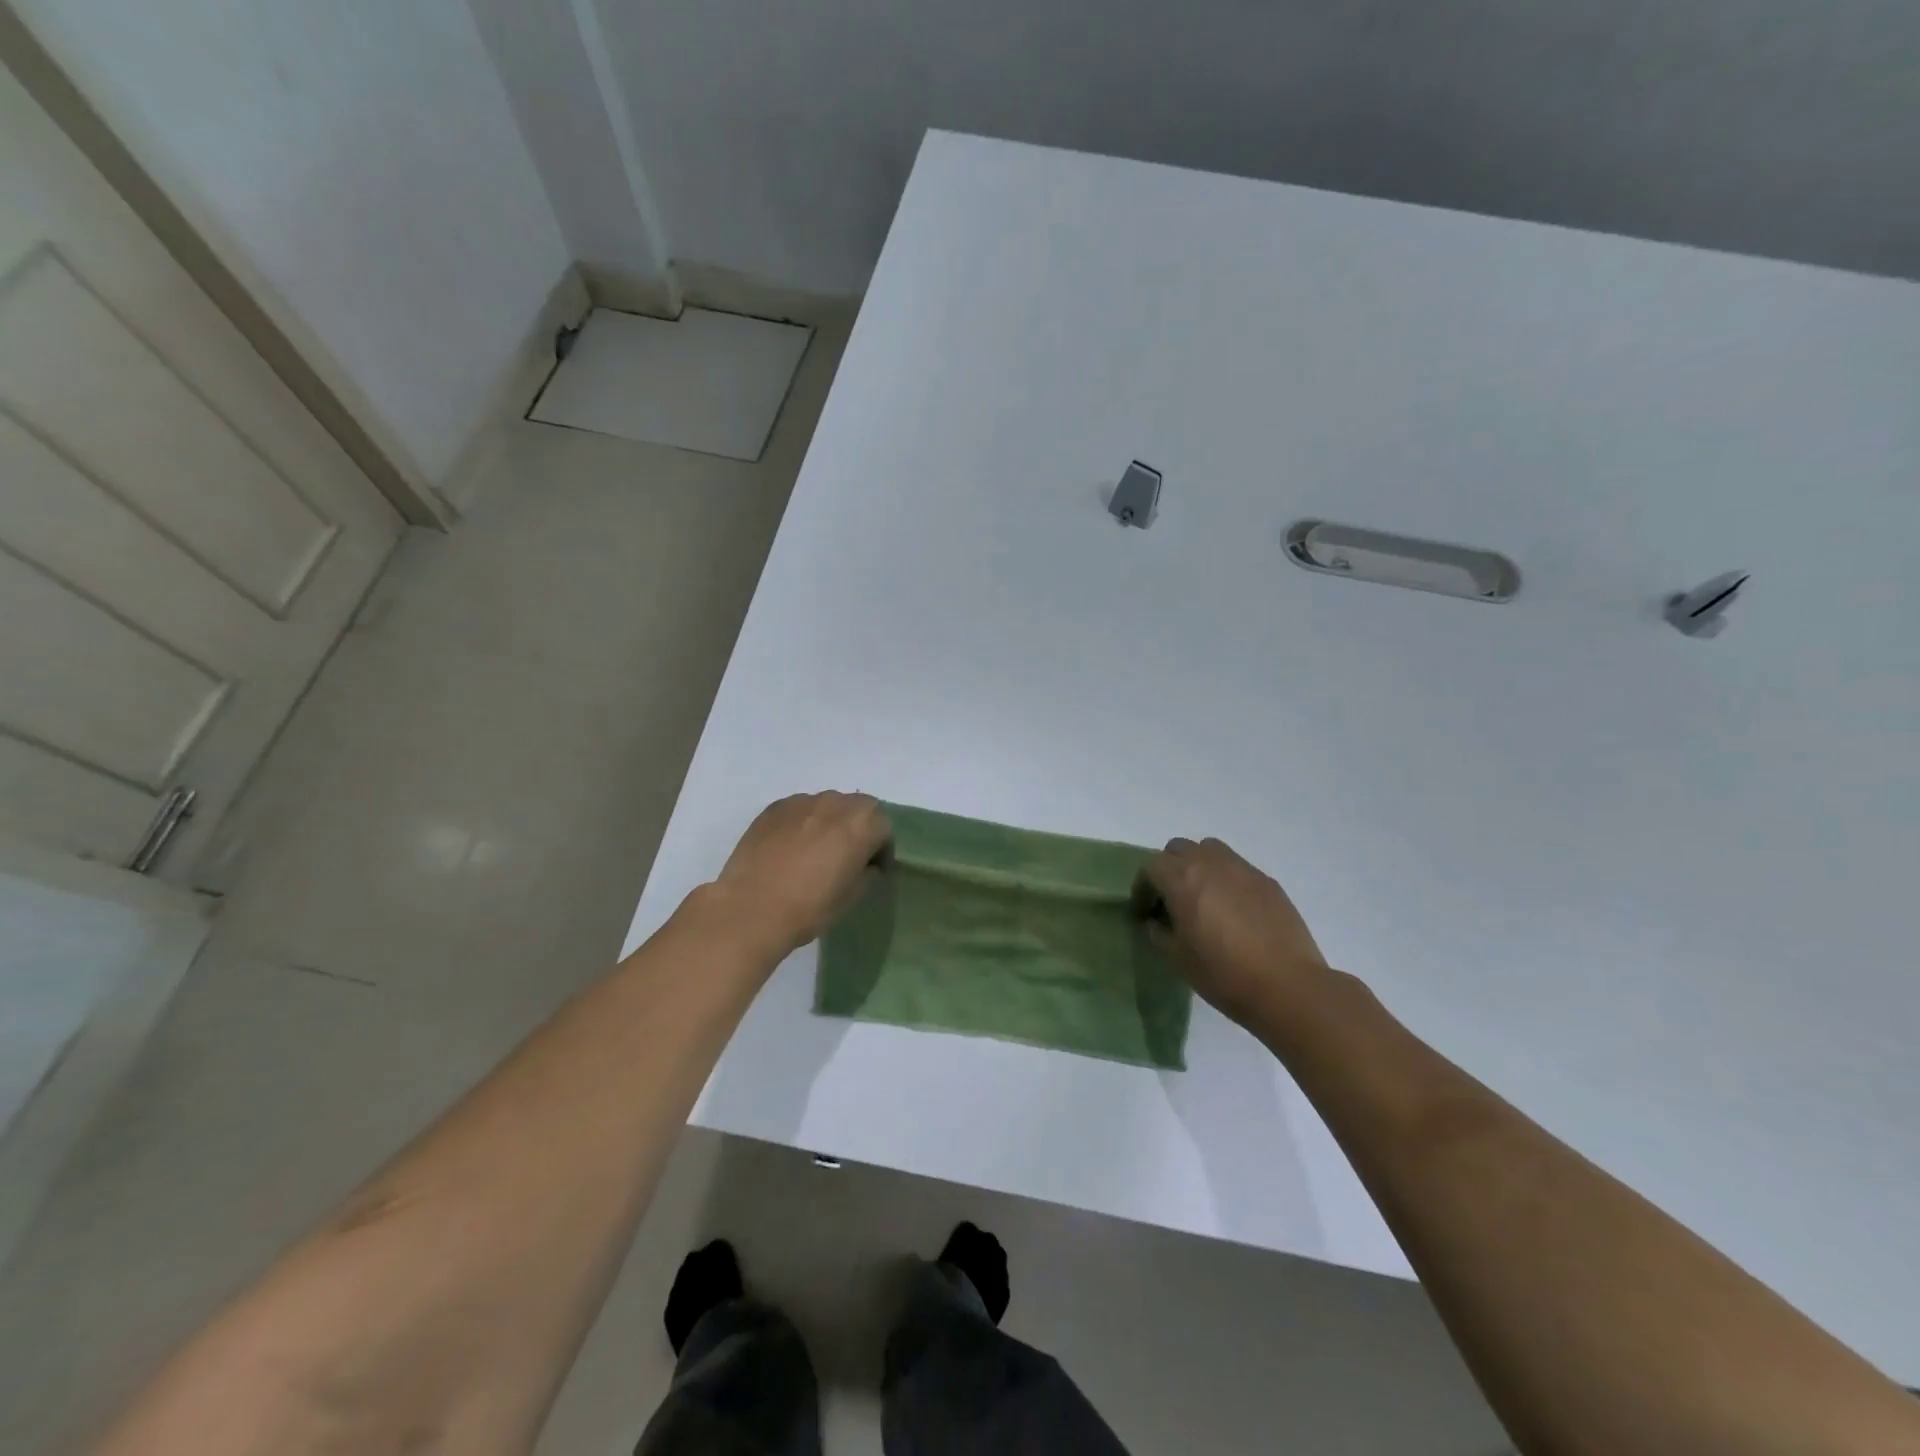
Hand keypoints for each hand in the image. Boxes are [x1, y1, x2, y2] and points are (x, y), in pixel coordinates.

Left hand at [711, 793, 891, 958]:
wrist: (751, 908)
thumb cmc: (810, 907)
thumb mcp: (852, 896)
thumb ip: (866, 872)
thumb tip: (866, 864)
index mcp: (862, 823)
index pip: (883, 827)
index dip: (881, 850)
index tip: (873, 870)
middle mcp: (835, 803)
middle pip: (858, 808)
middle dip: (858, 828)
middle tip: (848, 856)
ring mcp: (802, 802)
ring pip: (827, 805)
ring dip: (830, 822)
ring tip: (816, 851)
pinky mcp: (774, 808)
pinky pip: (800, 810)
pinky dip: (803, 823)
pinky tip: (790, 849)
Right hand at [1138, 837, 1331, 1030]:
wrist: (1287, 986)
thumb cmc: (1223, 973)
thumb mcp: (1177, 958)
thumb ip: (1159, 932)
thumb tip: (1156, 921)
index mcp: (1182, 879)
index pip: (1151, 867)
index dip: (1143, 889)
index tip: (1144, 913)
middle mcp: (1211, 864)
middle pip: (1179, 849)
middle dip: (1169, 870)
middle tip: (1171, 900)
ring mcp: (1243, 869)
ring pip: (1210, 850)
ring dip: (1198, 866)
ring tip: (1202, 897)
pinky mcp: (1267, 882)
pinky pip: (1237, 868)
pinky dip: (1226, 879)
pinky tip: (1233, 911)